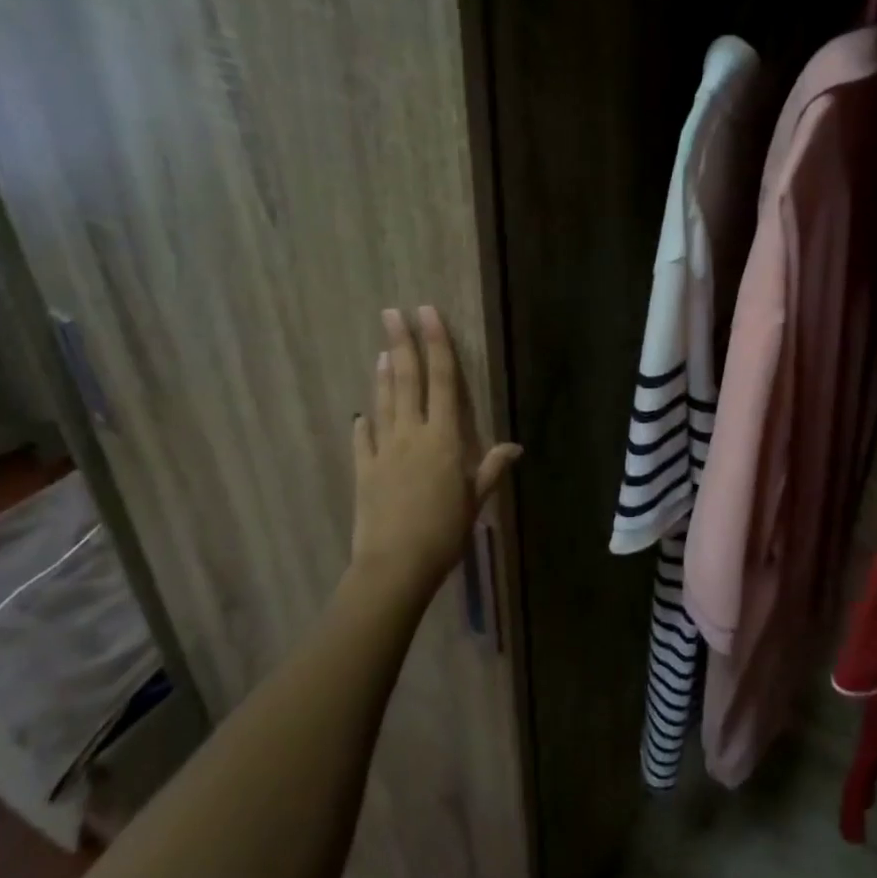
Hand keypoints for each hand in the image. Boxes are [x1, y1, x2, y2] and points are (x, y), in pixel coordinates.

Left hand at [349, 306, 520, 601]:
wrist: (395, 564)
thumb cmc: (444, 531)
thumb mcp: (475, 499)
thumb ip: (491, 468)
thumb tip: (514, 446)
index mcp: (444, 437)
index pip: (443, 380)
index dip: (437, 344)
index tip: (427, 314)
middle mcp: (412, 434)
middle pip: (406, 380)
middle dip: (400, 343)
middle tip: (391, 313)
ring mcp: (383, 450)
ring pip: (383, 402)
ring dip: (382, 374)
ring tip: (381, 350)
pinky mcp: (364, 470)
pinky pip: (363, 440)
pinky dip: (363, 424)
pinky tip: (361, 415)